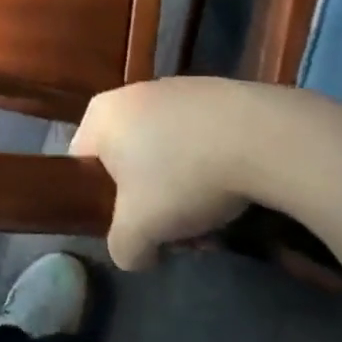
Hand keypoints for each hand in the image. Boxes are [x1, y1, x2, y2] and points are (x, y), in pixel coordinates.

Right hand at [72, 77, 340, 269]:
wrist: (260, 136)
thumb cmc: (182, 177)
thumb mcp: (140, 229)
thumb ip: (122, 247)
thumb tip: (133, 253)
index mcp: (99, 116)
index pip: (81, 163)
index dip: (99, 201)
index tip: (131, 226)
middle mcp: (129, 93)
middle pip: (126, 158)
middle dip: (148, 198)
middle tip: (175, 229)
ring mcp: (172, 88)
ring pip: (164, 149)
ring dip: (181, 185)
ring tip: (211, 217)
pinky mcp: (213, 92)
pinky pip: (196, 136)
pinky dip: (208, 162)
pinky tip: (234, 187)